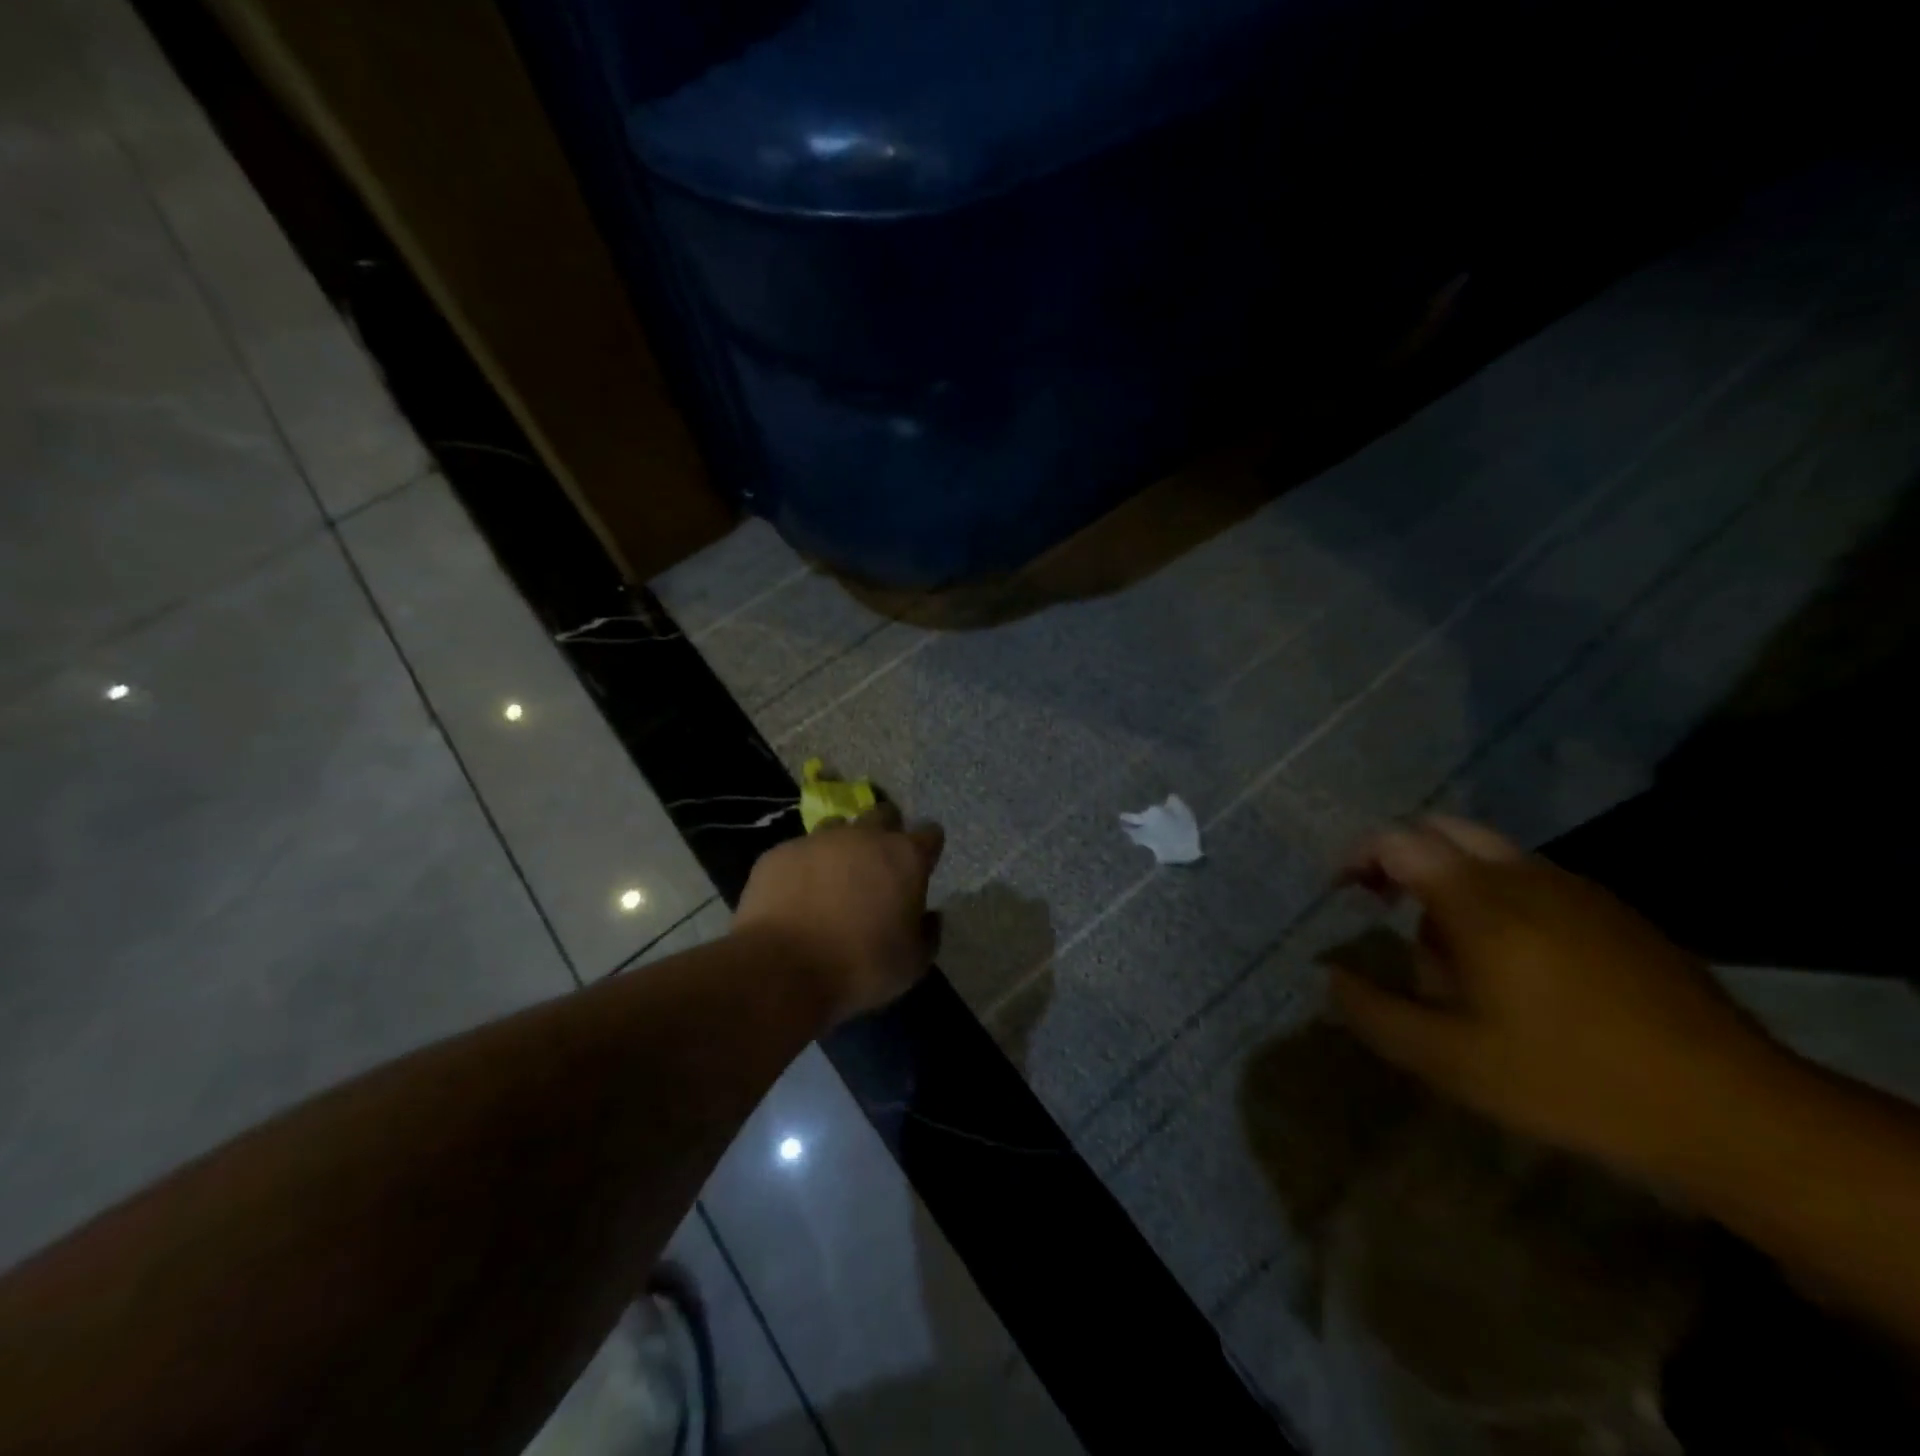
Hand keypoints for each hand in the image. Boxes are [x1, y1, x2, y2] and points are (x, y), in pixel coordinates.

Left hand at [735, 804, 944, 1026]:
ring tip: (835, 878)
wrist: (783, 968)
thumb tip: (929, 916)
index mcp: (905, 857)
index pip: (930, 833)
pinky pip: (800, 851)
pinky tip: (797, 895)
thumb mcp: (912, 964)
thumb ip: (928, 933)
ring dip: (843, 845)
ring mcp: (819, 839)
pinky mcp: (781, 852)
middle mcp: (865, 836)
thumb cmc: (861, 966)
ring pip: (839, 826)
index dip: (927, 848)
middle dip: (887, 832)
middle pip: (884, 814)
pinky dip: (805, 867)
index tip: (921, 868)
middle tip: (880, 866)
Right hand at [1328, 815, 1786, 1175]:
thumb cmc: (1571, 1079)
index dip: (1358, 856)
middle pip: (1444, 831)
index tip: (1343, 893)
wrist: (1734, 1111)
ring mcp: (1577, 890)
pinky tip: (1513, 965)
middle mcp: (1525, 876)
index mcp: (1479, 900)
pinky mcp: (1616, 913)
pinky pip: (1533, 881)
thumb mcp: (1451, 1061)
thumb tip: (1329, 975)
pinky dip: (1497, 898)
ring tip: (1450, 952)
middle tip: (1385, 905)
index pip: (1397, 840)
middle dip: (1402, 857)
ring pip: (1490, 855)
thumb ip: (1375, 1012)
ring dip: (1451, 881)